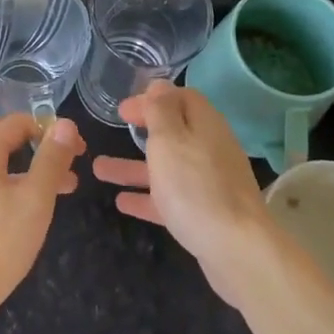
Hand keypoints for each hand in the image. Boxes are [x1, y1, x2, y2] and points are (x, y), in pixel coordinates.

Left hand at [0, 113, 84, 333]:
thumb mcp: (35, 198)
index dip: (48, 128)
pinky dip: (5, 179)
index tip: (75, 148)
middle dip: (27, 140)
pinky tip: (25, 202)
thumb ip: (51, 159)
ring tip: (49, 179)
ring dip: (18, 162)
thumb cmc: (0, 241)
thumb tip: (65, 123)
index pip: (14, 124)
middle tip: (53, 152)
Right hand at [92, 81, 271, 305]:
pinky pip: (170, 198)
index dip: (152, 98)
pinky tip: (121, 203)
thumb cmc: (195, 186)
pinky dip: (146, 196)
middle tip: (115, 128)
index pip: (181, 98)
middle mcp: (210, 149)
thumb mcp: (170, 140)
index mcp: (205, 125)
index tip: (123, 108)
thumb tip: (159, 85)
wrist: (236, 249)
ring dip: (133, 166)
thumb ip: (161, 111)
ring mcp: (209, 183)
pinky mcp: (205, 214)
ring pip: (167, 167)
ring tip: (97, 169)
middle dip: (143, 130)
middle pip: (175, 132)